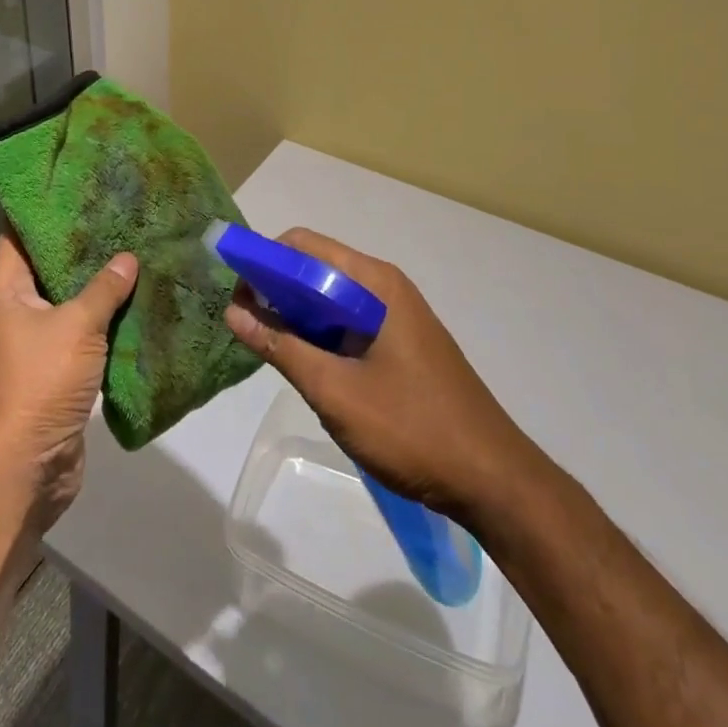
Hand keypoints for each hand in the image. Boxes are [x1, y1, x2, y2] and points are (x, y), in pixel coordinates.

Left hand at [0, 233, 137, 532]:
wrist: (26, 470)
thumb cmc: (40, 383)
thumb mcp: (77, 326)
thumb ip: (104, 288)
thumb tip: (128, 257)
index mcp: (4, 292)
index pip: (17, 235)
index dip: (40, 208)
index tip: (73, 184)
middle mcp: (14, 312)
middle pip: (46, 266)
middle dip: (80, 244)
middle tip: (117, 214)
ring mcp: (34, 344)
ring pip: (67, 301)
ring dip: (96, 284)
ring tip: (133, 250)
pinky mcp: (55, 371)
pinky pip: (80, 333)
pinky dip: (103, 319)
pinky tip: (135, 302)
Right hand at [224, 228, 547, 523]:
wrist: (495, 481)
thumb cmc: (412, 428)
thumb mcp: (335, 390)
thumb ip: (281, 347)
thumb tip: (233, 310)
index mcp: (374, 282)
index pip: (303, 246)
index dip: (264, 260)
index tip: (236, 293)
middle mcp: (384, 287)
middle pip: (316, 268)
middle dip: (276, 289)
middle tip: (246, 325)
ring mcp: (396, 315)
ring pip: (331, 298)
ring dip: (297, 314)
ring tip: (269, 347)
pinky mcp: (401, 343)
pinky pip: (348, 322)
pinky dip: (320, 333)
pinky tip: (306, 364)